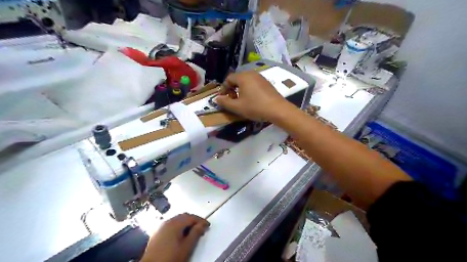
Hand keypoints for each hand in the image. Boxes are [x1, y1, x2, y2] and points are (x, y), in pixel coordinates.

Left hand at [140, 213, 209, 261]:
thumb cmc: (170, 257)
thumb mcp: (186, 247)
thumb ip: (196, 233)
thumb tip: (202, 224)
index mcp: (175, 223)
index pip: (191, 217)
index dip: (201, 220)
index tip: (207, 226)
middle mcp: (168, 221)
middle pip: (184, 216)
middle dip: (194, 220)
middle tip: (201, 228)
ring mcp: (161, 226)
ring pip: (177, 219)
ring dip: (186, 223)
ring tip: (192, 231)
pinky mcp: (157, 232)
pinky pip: (171, 224)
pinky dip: (178, 226)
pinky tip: (180, 234)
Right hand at [214, 71, 290, 121]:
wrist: (278, 109)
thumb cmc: (255, 107)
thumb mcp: (237, 107)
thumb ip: (225, 102)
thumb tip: (216, 98)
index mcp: (243, 77)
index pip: (228, 79)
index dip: (223, 88)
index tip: (223, 98)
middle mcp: (251, 73)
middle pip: (237, 78)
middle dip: (232, 88)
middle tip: (231, 99)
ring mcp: (261, 77)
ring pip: (246, 81)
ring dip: (240, 89)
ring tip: (241, 100)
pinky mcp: (267, 82)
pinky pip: (254, 83)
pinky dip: (249, 89)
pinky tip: (251, 99)